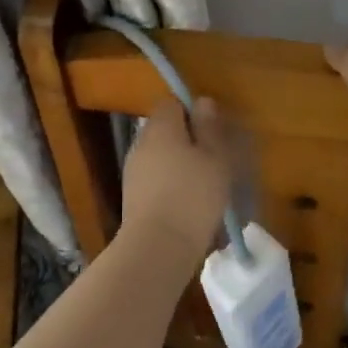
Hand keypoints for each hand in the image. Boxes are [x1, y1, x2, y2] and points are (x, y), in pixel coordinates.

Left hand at [120, 96, 238, 261]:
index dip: (191, 112)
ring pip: (160, 157)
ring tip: (205, 187)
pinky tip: (189, 206)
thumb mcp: (215, 157)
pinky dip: (170, 187)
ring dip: (179, 166)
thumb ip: (209, 127)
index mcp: (160, 126)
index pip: (171, 103)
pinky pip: (155, 181)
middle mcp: (141, 142)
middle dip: (187, 141)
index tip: (211, 131)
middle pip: (165, 130)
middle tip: (214, 161)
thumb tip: (202, 101)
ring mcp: (133, 170)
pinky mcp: (132, 197)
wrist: (157, 247)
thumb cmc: (193, 195)